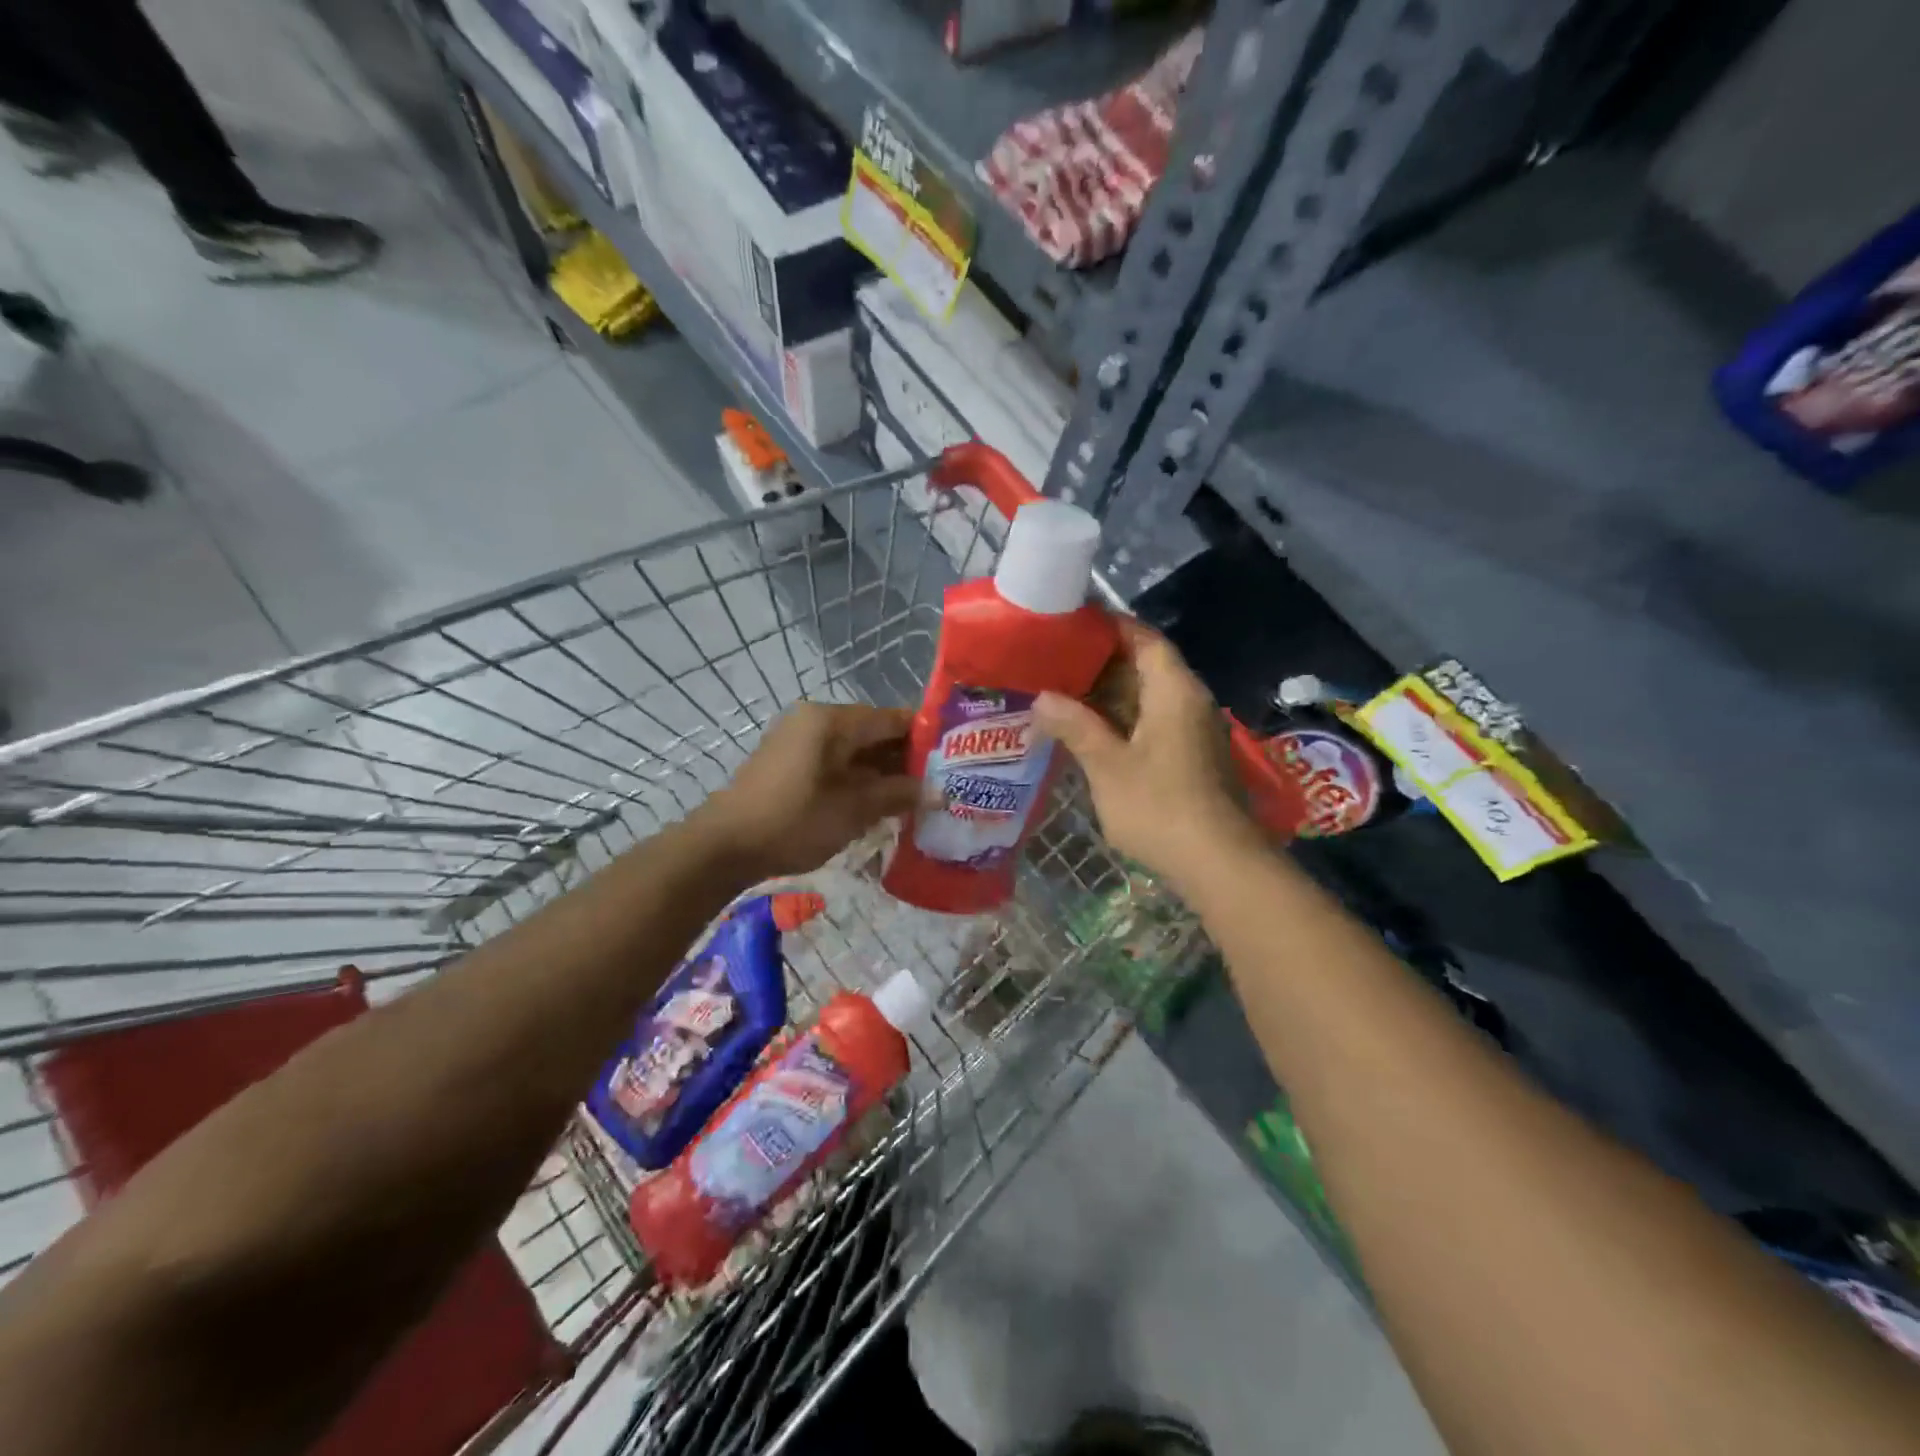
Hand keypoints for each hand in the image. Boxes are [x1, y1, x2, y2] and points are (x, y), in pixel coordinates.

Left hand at [697, 702, 918, 881]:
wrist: (724, 845)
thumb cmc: (794, 821)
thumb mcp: (853, 810)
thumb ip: (897, 794)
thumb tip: (935, 790)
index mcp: (832, 721)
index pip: (892, 719)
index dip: (925, 738)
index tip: (952, 760)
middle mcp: (815, 720)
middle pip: (873, 732)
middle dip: (904, 759)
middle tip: (936, 785)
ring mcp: (798, 739)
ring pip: (854, 749)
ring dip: (881, 772)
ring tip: (912, 798)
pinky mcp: (788, 761)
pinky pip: (834, 761)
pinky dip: (856, 778)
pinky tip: (876, 803)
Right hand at [1034, 621, 1258, 892]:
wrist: (1219, 864)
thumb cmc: (1160, 807)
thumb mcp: (1107, 766)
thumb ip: (1075, 726)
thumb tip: (1042, 698)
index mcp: (1174, 691)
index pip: (1142, 639)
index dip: (1108, 627)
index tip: (1069, 625)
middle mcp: (1189, 702)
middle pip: (1145, 667)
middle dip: (1100, 664)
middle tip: (1053, 663)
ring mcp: (1192, 732)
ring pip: (1147, 699)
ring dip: (1108, 696)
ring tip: (1061, 695)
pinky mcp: (1191, 758)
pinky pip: (1152, 723)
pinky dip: (1121, 721)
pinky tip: (1088, 733)